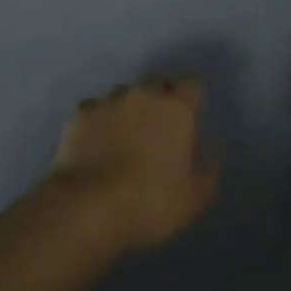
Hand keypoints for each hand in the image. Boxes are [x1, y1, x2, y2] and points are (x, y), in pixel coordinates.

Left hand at [48, 78, 218, 250]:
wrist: (88, 206)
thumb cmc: (150, 202)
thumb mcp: (193, 198)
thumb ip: (207, 171)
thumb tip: (210, 153)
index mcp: (177, 109)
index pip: (193, 85)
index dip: (192, 98)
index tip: (191, 116)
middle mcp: (143, 95)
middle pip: (157, 83)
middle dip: (160, 98)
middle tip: (158, 127)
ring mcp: (109, 101)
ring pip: (123, 94)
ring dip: (128, 108)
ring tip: (123, 135)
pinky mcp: (80, 114)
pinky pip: (94, 109)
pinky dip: (98, 121)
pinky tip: (95, 142)